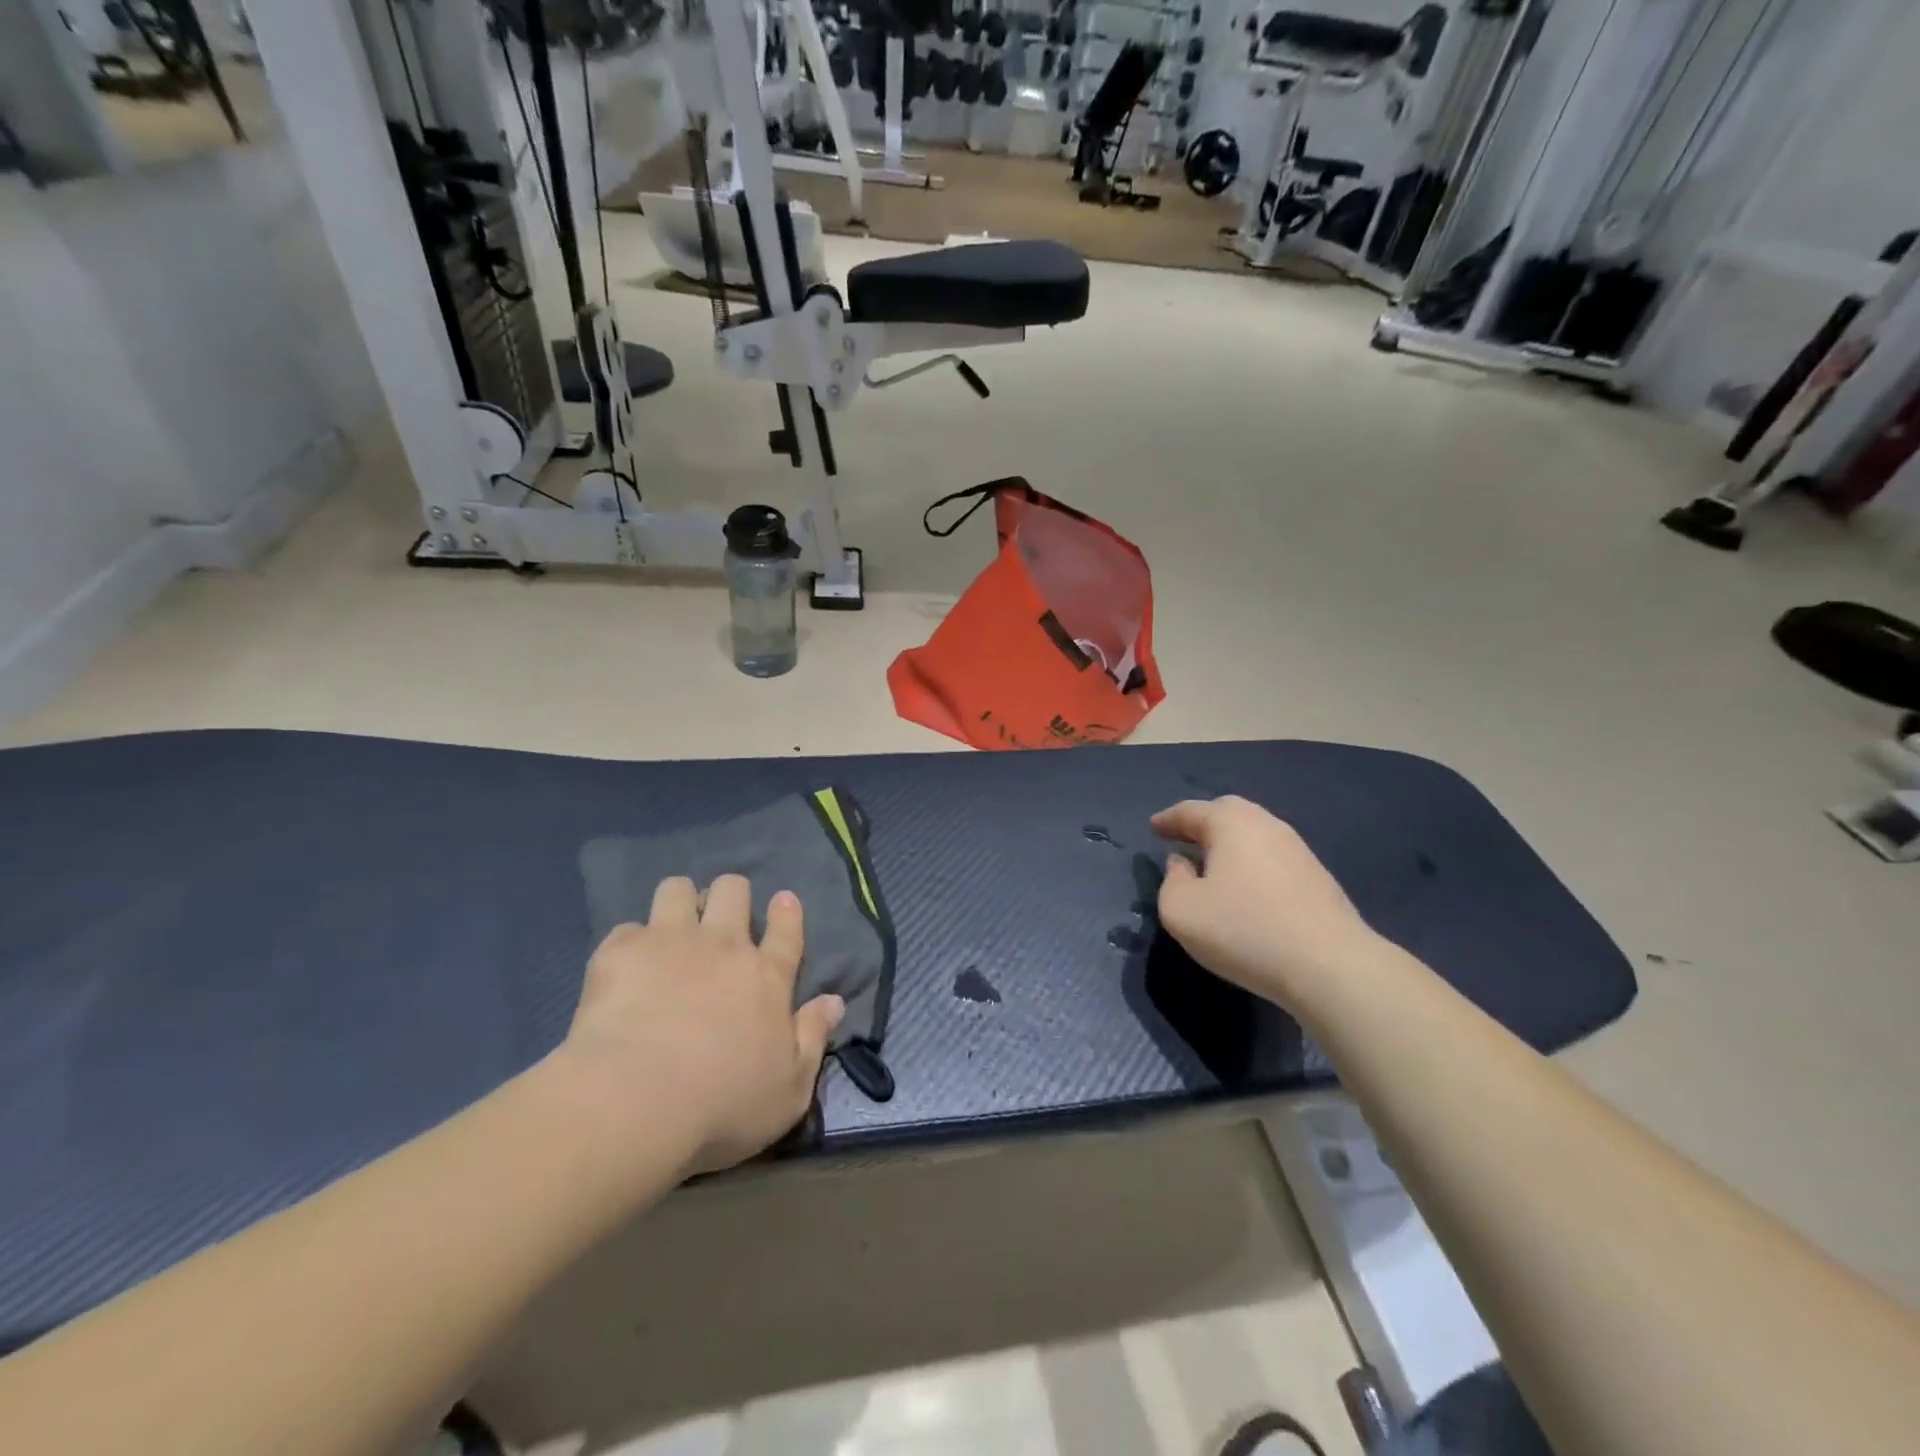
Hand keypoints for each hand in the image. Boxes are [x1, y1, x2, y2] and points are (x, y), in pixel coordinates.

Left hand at [558, 876, 843, 1178]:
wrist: (636, 1101)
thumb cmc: (723, 1105)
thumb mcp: (789, 1089)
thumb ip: (814, 1037)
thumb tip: (835, 1001)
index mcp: (767, 977)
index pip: (786, 931)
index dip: (786, 912)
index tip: (783, 901)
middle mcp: (723, 946)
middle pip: (733, 891)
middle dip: (729, 896)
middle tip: (718, 921)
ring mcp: (670, 941)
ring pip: (678, 890)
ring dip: (679, 904)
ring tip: (669, 929)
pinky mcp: (621, 951)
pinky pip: (627, 928)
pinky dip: (628, 945)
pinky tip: (622, 968)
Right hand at [1152, 797, 1378, 1008]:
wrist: (1330, 966)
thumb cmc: (1244, 930)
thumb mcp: (1181, 911)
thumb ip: (1171, 881)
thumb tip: (1182, 863)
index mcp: (1230, 823)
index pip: (1190, 811)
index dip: (1167, 820)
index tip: (1153, 828)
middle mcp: (1266, 825)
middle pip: (1227, 813)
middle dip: (1201, 823)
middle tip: (1182, 839)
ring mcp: (1297, 849)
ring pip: (1253, 834)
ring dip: (1228, 844)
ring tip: (1210, 865)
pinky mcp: (1317, 877)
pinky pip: (1271, 857)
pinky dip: (1250, 863)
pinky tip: (1244, 888)